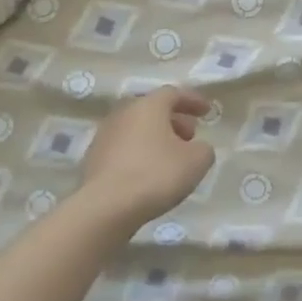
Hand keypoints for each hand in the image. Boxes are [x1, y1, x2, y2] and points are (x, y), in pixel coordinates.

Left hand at [79, 87, 214, 227]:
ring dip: (157, 138)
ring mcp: (104, 135)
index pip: (173, 93)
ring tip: (172, 158)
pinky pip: (124, 148)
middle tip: (191, 136)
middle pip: (153, 109)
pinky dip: (140, 153)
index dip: (192, 100)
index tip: (207, 112)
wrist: (105, 207)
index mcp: (148, 106)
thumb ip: (204, 149)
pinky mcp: (94, 159)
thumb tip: (197, 148)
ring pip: (137, 129)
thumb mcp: (196, 162)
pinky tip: (150, 173)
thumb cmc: (155, 175)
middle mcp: (123, 113)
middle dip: (175, 120)